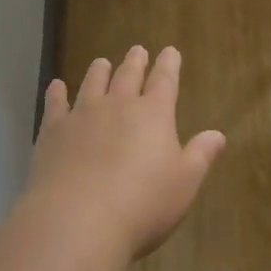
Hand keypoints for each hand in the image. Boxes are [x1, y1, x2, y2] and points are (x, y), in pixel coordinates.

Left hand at [17, 45, 225, 261]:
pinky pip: (55, 104)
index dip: (169, 65)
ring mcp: (82, 115)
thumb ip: (200, 156)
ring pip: (92, 83)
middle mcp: (118, 106)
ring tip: (102, 62)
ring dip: (99, 71)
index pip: (165, 81)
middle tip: (138, 50)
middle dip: (135, 62)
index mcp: (154, 114)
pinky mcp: (53, 132)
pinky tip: (56, 86)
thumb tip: (217, 134)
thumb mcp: (184, 184)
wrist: (78, 220)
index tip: (170, 51)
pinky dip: (56, 93)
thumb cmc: (142, 204)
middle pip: (128, 76)